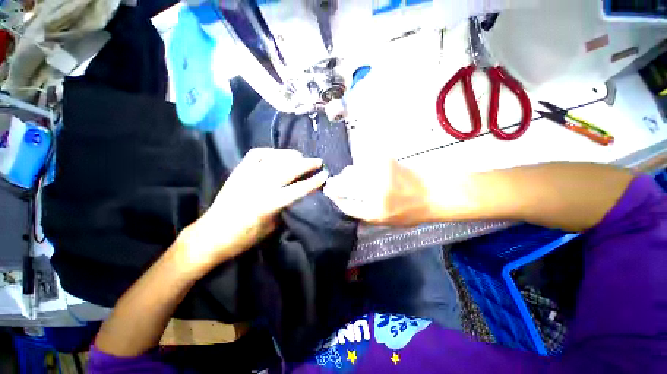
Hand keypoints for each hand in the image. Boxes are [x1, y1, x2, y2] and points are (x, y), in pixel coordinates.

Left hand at [177, 148, 328, 274]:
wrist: (211, 234)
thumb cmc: (243, 238)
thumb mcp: (270, 228)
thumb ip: (285, 209)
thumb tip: (297, 196)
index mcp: (268, 204)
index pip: (297, 189)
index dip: (313, 182)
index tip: (324, 175)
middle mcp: (258, 186)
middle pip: (288, 169)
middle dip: (306, 164)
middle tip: (317, 161)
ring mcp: (247, 175)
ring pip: (274, 158)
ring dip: (290, 155)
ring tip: (301, 156)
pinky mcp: (238, 171)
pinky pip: (256, 154)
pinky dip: (270, 151)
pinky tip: (277, 154)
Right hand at [324, 159, 432, 225]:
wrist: (433, 193)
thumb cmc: (410, 212)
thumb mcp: (386, 222)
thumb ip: (363, 214)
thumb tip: (344, 202)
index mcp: (375, 211)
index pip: (345, 204)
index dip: (336, 199)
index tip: (331, 196)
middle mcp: (375, 191)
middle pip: (344, 184)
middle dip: (336, 184)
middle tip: (334, 185)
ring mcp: (379, 172)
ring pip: (351, 171)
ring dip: (347, 176)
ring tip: (352, 179)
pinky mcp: (384, 159)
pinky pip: (363, 164)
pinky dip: (360, 169)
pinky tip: (366, 173)